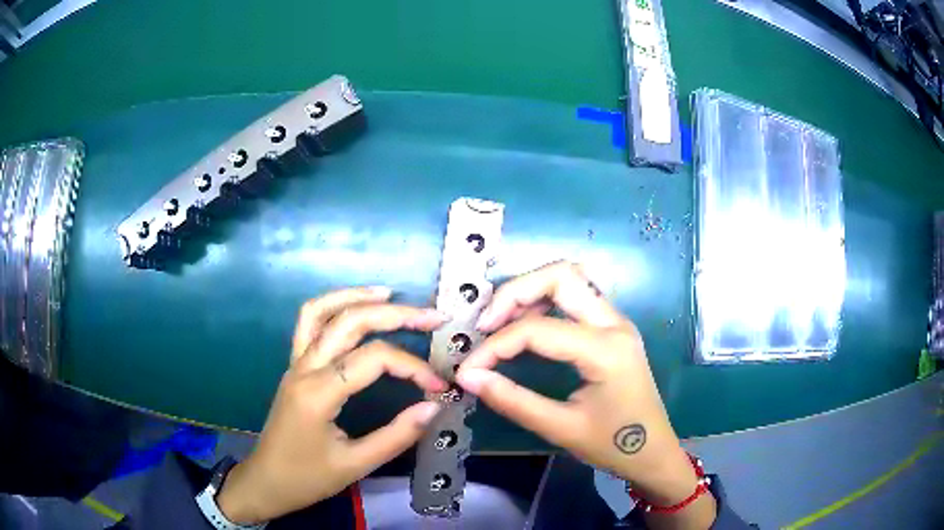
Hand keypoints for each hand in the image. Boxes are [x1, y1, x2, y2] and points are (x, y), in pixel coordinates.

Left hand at [216, 287, 448, 523]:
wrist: (266, 482)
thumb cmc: (307, 478)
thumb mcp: (356, 465)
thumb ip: (397, 436)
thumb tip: (434, 406)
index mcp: (318, 393)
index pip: (372, 360)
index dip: (411, 367)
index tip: (437, 387)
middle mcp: (304, 368)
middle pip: (349, 322)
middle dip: (394, 315)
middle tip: (432, 317)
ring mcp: (295, 363)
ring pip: (321, 312)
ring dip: (356, 297)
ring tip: (390, 295)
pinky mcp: (294, 367)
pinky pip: (308, 324)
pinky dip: (332, 307)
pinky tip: (354, 309)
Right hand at [456, 262, 715, 526]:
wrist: (654, 452)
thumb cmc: (613, 445)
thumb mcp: (560, 429)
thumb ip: (512, 400)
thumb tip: (468, 378)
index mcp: (605, 350)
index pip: (537, 329)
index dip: (494, 346)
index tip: (468, 369)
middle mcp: (615, 323)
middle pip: (561, 275)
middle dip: (515, 292)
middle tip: (486, 324)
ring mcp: (617, 322)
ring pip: (570, 280)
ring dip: (531, 292)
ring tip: (500, 323)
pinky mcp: (613, 329)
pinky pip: (577, 298)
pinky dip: (546, 302)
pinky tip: (526, 327)